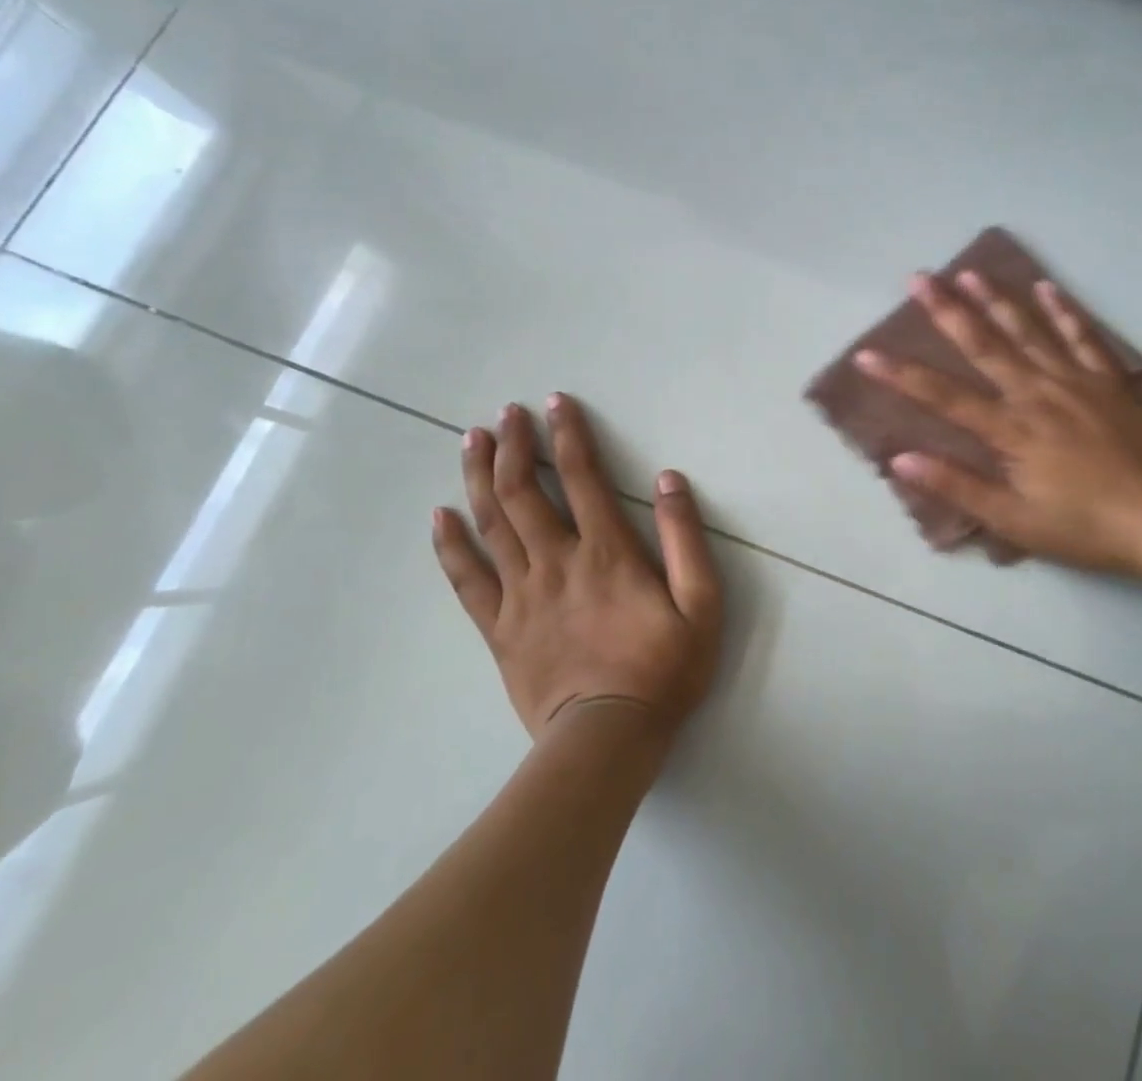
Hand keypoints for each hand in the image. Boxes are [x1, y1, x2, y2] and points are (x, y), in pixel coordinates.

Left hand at [431, 395, 722, 741]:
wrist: (607, 739)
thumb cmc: (663, 669)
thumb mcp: (702, 604)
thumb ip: (687, 539)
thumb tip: (669, 480)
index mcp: (607, 553)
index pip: (584, 478)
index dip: (570, 435)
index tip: (555, 402)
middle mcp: (557, 562)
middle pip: (526, 492)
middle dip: (515, 445)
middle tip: (506, 413)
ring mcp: (521, 594)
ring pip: (492, 524)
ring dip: (479, 477)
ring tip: (471, 441)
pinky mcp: (499, 627)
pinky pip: (467, 579)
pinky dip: (450, 544)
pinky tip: (439, 516)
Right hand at [855, 271, 1141, 576]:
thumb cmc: (1081, 526)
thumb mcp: (1013, 520)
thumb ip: (957, 486)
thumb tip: (901, 459)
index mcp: (1011, 429)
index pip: (945, 396)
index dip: (902, 375)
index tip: (867, 354)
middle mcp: (1037, 394)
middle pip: (985, 346)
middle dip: (947, 311)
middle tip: (919, 278)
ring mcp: (1076, 382)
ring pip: (1029, 332)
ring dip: (997, 300)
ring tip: (970, 272)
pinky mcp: (1108, 383)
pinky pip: (1084, 338)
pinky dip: (1065, 311)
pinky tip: (1047, 287)